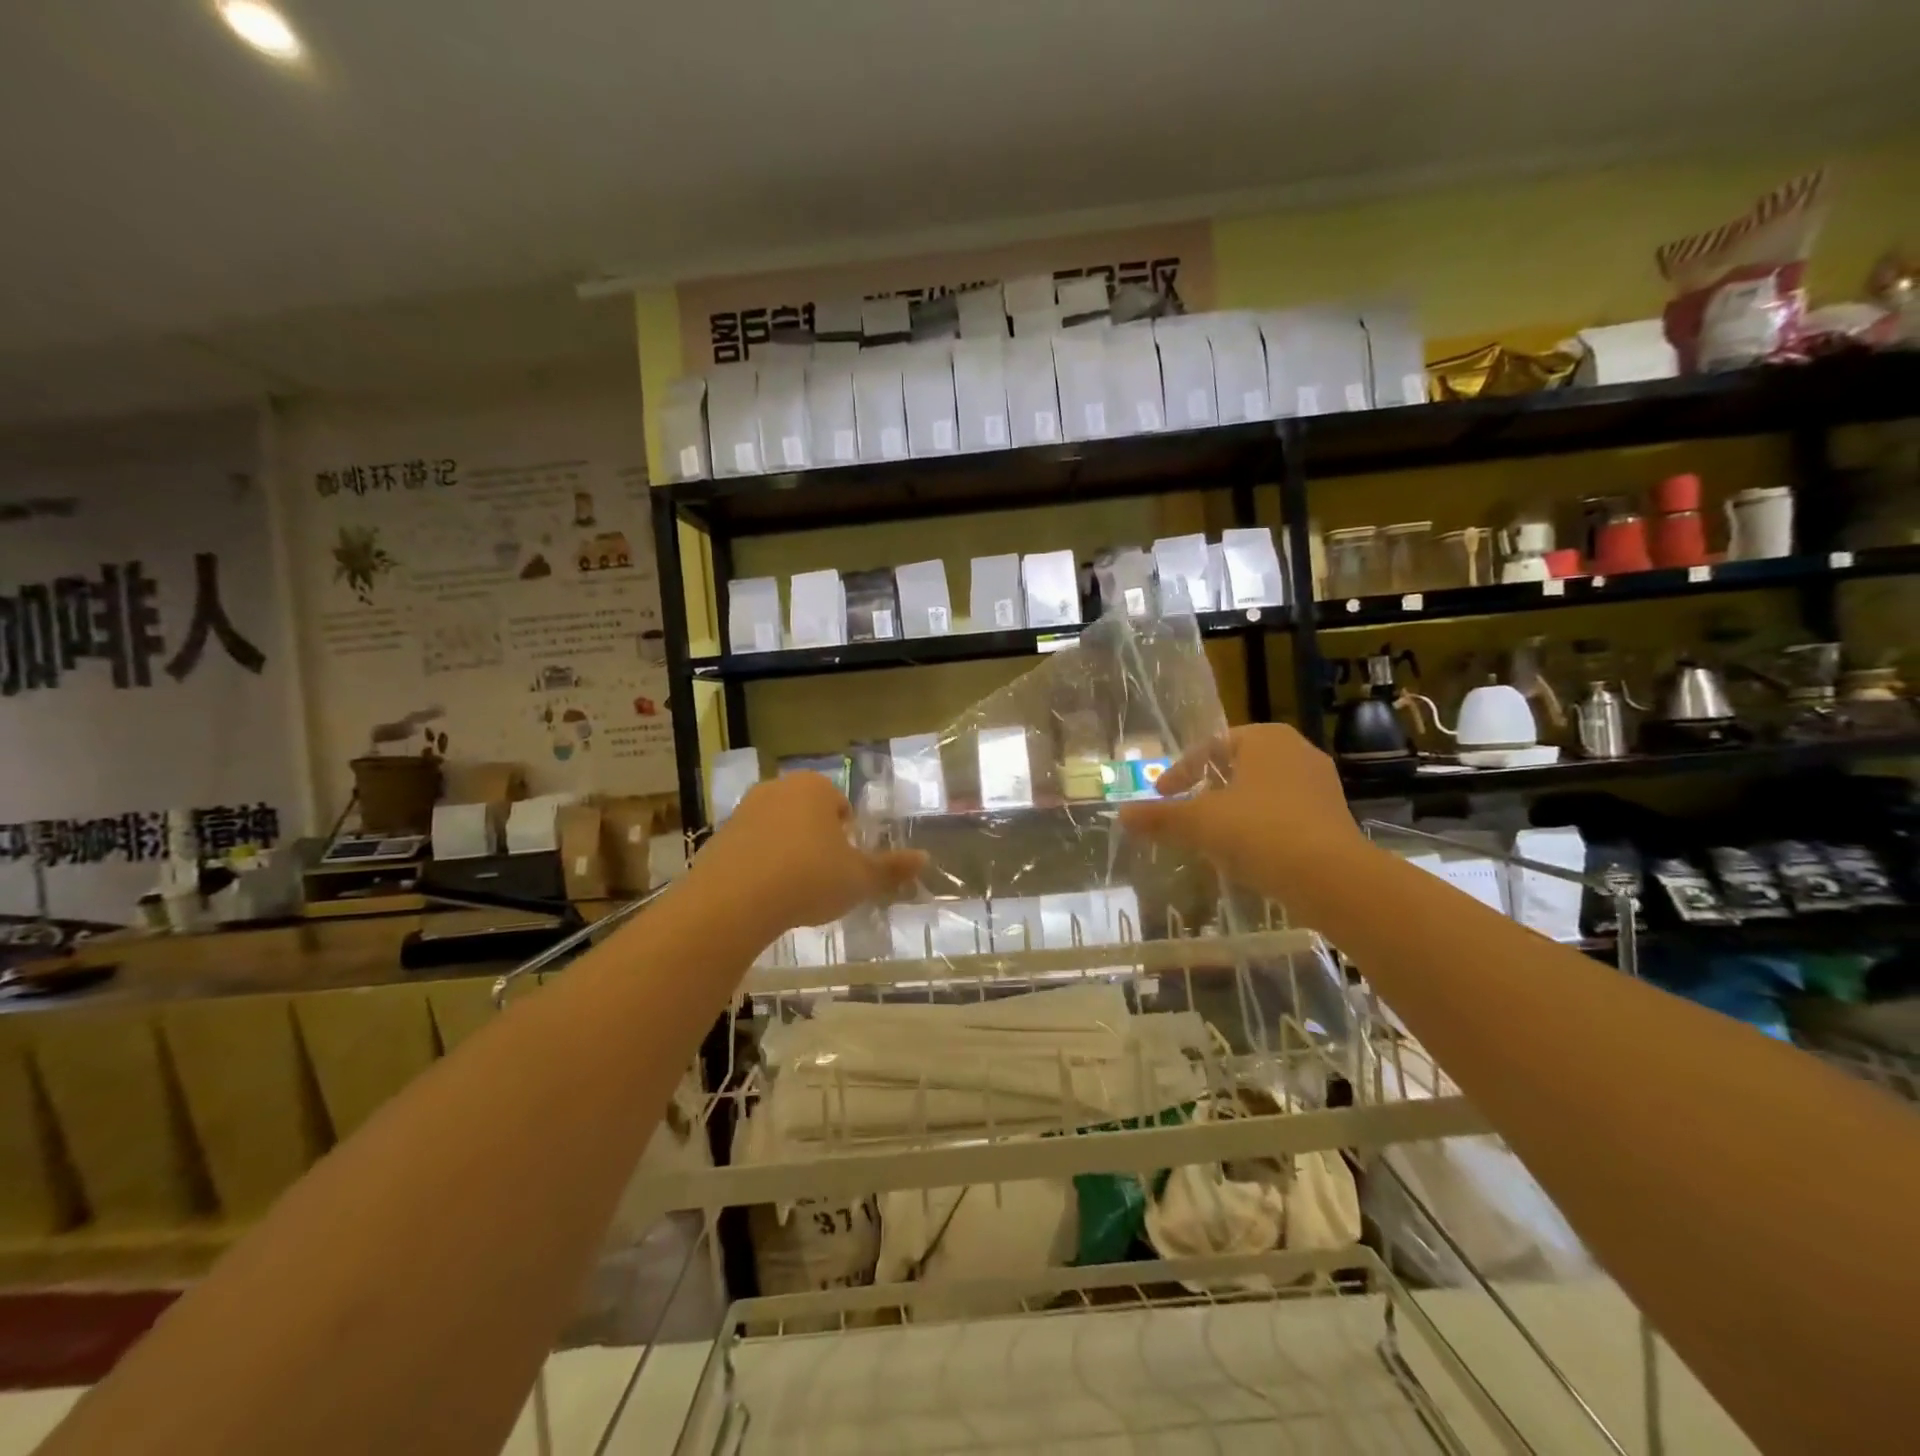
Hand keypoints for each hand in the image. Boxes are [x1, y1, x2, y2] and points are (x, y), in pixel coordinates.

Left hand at [693, 772, 925, 932]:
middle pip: (807, 814)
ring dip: (787, 853)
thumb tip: (925, 858)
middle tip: (824, 878)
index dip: (847, 835)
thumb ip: (891, 869)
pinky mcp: (718, 837)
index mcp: (814, 787)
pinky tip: (765, 897)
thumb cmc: (808, 878)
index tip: (846, 864)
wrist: (733, 901)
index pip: (840, 805)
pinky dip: (760, 866)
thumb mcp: (858, 879)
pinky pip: (750, 849)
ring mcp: (744, 811)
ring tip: (793, 891)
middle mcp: (778, 788)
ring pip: (777, 830)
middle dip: (817, 841)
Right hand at [1118, 725, 1363, 896]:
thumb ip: (1159, 817)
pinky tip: (1246, 853)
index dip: (1180, 771)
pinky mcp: (1333, 818)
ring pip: (1262, 791)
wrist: (1332, 878)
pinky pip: (1284, 814)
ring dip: (1234, 809)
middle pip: (1238, 766)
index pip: (1210, 746)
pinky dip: (1259, 827)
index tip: (1162, 796)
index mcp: (1265, 738)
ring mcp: (1320, 785)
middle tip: (1185, 809)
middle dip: (1208, 787)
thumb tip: (1121, 815)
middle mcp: (1297, 751)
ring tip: (1211, 834)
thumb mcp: (1199, 823)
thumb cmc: (1259, 832)